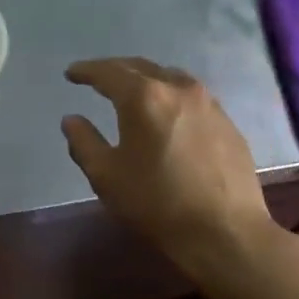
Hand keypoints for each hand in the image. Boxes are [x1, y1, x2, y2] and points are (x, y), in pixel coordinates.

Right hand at [62, 57, 274, 266]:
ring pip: (170, 77)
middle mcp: (178, 88)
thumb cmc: (157, 203)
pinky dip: (170, 96)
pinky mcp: (227, 122)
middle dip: (115, 70)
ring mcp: (208, 103)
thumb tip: (72, 120)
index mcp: (144, 97)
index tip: (71, 73)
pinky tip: (166, 114)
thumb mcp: (106, 176)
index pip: (108, 72)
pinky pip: (191, 97)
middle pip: (141, 67)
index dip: (86, 71)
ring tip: (132, 91)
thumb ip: (84, 142)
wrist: (224, 231)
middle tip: (97, 78)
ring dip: (146, 79)